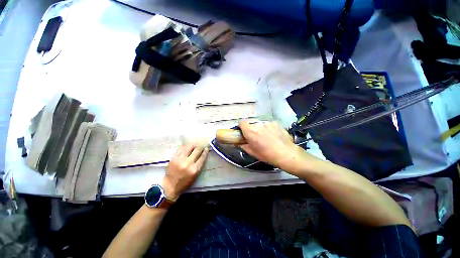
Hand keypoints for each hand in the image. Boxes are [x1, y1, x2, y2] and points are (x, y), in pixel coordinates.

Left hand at [161, 143, 208, 200]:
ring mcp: (180, 159)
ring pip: (188, 147)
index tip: (207, 148)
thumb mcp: (195, 175)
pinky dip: (185, 146)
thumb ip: (199, 165)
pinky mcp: (173, 158)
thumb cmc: (185, 182)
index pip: (202, 157)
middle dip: (200, 146)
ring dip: (193, 144)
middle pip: (196, 150)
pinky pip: (181, 149)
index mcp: (194, 169)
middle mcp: (188, 163)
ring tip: (195, 144)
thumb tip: (202, 155)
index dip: (205, 151)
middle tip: (202, 144)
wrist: (170, 186)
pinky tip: (187, 146)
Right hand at [239, 121, 309, 173]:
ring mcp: (268, 123)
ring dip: (261, 129)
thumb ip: (243, 146)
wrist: (287, 154)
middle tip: (257, 138)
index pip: (241, 122)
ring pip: (260, 125)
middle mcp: (258, 124)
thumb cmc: (267, 155)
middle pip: (252, 124)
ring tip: (267, 138)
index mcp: (250, 131)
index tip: (244, 132)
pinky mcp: (275, 123)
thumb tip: (238, 143)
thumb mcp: (253, 152)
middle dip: (252, 130)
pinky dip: (269, 129)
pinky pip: (269, 124)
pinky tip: (274, 136)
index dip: (242, 127)